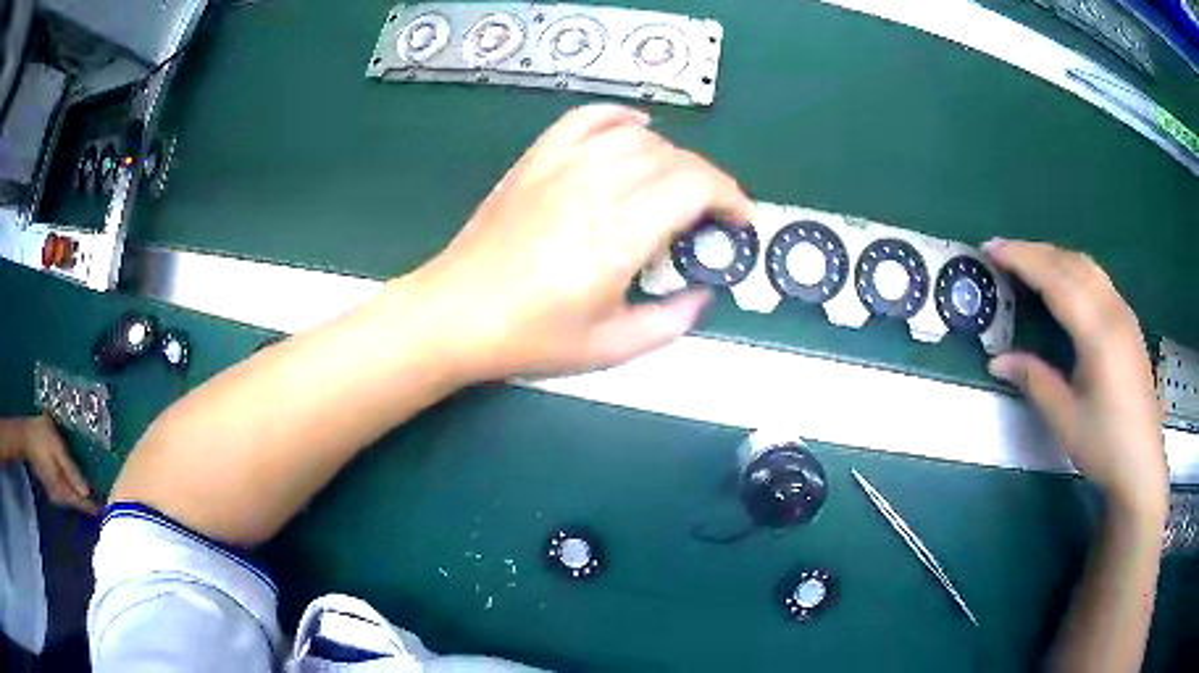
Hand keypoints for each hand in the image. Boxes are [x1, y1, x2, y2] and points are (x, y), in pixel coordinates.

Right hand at [23, 414, 98, 515]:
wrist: (24, 435)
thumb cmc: (40, 436)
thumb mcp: (57, 448)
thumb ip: (70, 469)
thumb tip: (87, 491)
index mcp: (61, 490)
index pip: (81, 503)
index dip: (94, 505)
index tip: (107, 505)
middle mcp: (59, 497)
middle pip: (77, 503)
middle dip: (89, 501)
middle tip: (103, 495)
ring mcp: (54, 493)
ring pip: (71, 499)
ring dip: (80, 495)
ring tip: (93, 488)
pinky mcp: (50, 486)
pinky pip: (65, 491)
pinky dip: (72, 488)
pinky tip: (76, 481)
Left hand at [410, 104, 750, 378]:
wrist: (456, 313)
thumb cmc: (530, 337)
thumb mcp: (609, 348)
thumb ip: (669, 322)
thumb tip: (702, 295)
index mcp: (618, 235)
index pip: (694, 186)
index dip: (730, 198)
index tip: (740, 222)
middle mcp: (594, 187)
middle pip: (672, 158)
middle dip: (708, 181)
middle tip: (713, 213)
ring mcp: (561, 167)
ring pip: (636, 138)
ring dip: (671, 156)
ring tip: (677, 185)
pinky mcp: (536, 161)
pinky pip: (585, 120)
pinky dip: (618, 117)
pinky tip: (635, 128)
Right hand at [984, 240, 1165, 518]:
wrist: (1141, 465)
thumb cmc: (1104, 445)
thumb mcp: (1065, 419)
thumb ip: (1034, 380)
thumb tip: (997, 360)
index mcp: (1098, 332)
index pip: (1055, 279)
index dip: (1022, 259)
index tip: (991, 248)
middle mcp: (1113, 310)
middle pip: (1071, 263)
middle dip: (1035, 251)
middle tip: (1002, 252)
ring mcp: (1124, 314)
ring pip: (1087, 266)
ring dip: (1055, 257)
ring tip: (1028, 263)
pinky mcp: (1128, 323)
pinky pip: (1098, 279)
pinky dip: (1073, 269)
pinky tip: (1063, 284)